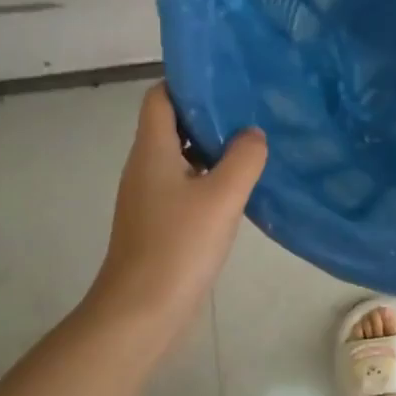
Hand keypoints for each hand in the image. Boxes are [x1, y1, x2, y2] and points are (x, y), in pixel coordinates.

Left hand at [90, 85, 266, 327]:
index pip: (160, 97)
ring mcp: (149, 196)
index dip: (189, 83)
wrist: (141, 312)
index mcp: (152, 150)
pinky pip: (185, 185)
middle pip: (172, 125)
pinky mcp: (159, 222)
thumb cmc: (178, 246)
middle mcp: (145, 166)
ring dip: (212, 149)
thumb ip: (244, 157)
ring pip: (181, 157)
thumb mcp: (222, 196)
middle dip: (209, 116)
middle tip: (252, 112)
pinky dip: (209, 179)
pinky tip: (239, 189)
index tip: (228, 82)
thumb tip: (253, 134)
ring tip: (253, 146)